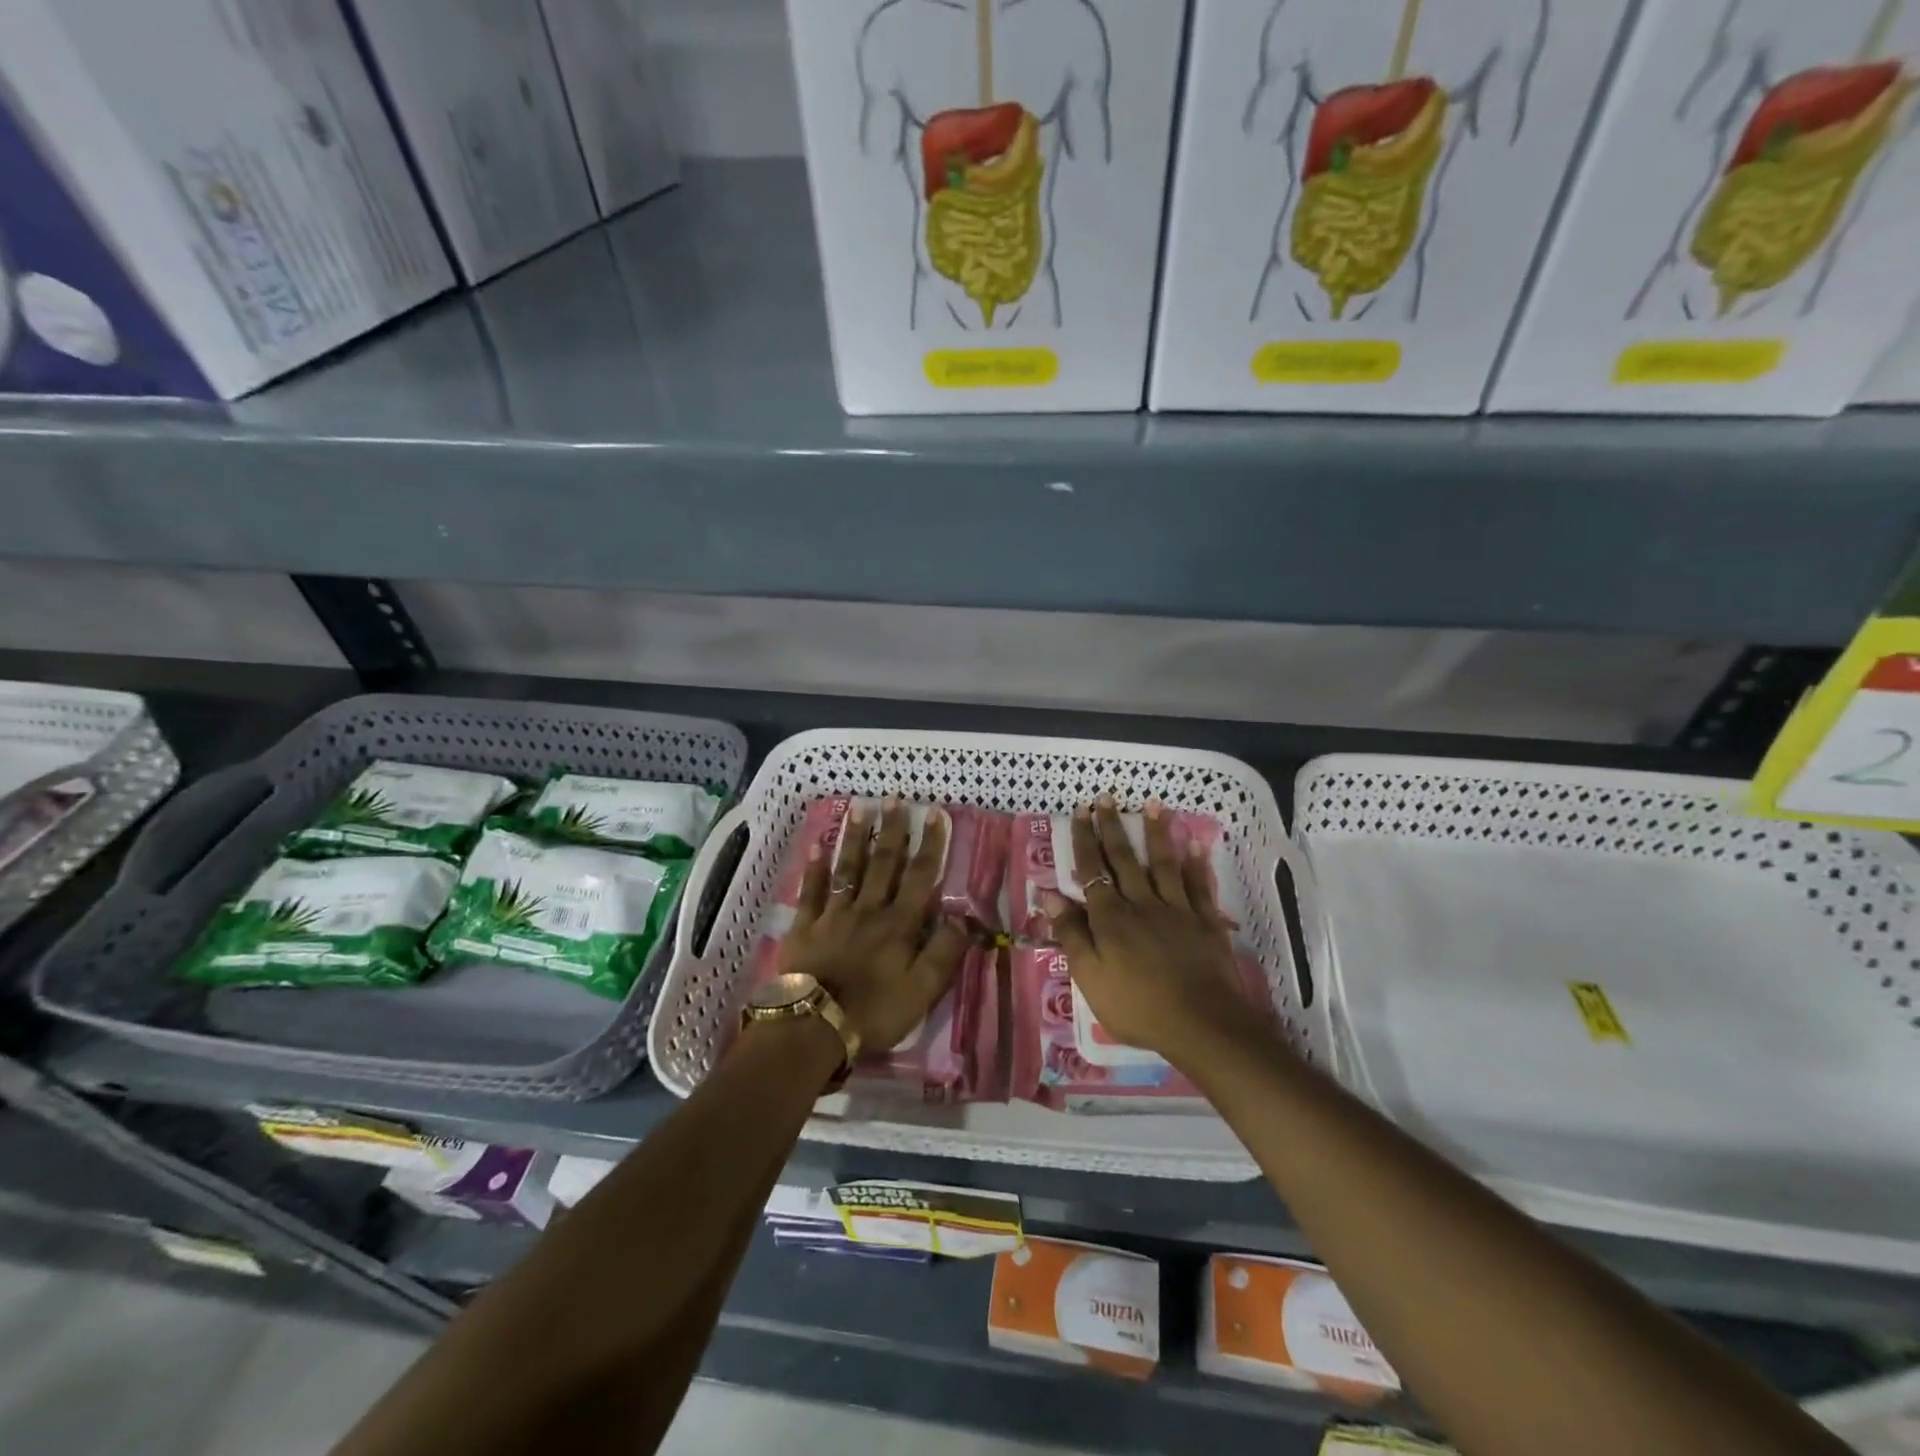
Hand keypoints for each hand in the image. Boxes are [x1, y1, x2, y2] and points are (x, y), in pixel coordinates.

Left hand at [781, 798, 970, 1051]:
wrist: (814, 1027)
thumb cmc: (874, 1012)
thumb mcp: (922, 990)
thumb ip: (944, 952)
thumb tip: (965, 918)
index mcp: (899, 924)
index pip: (920, 877)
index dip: (930, 844)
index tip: (934, 814)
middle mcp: (869, 909)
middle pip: (883, 863)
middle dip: (892, 829)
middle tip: (894, 797)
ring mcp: (834, 914)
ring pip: (848, 868)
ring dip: (855, 837)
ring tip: (859, 807)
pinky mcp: (805, 926)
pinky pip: (811, 890)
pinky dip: (815, 867)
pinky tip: (817, 844)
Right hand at [1042, 797, 1259, 1069]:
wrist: (1202, 1024)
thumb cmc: (1137, 1006)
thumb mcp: (1090, 977)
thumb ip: (1072, 934)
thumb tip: (1050, 895)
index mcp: (1110, 917)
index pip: (1092, 869)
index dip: (1084, 839)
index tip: (1080, 810)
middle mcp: (1141, 903)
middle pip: (1124, 858)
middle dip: (1113, 826)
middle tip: (1106, 797)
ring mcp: (1177, 909)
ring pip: (1163, 863)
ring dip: (1156, 833)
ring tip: (1153, 805)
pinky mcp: (1205, 922)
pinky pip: (1199, 886)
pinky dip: (1196, 864)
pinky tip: (1194, 844)